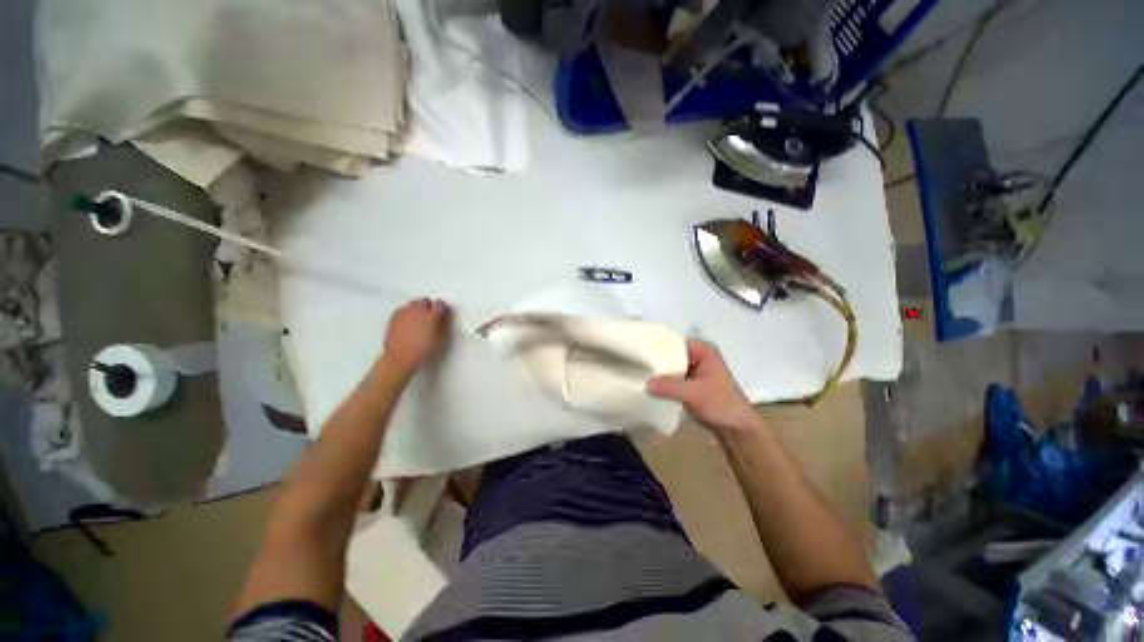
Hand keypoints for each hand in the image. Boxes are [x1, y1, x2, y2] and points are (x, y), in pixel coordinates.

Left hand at [381, 298, 450, 377]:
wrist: (399, 358)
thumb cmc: (423, 351)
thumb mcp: (440, 339)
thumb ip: (443, 324)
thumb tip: (444, 316)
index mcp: (431, 316)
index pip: (440, 304)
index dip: (442, 309)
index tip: (443, 315)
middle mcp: (417, 311)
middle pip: (425, 300)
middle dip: (429, 306)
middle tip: (430, 317)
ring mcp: (404, 312)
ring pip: (413, 304)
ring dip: (418, 308)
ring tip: (418, 319)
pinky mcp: (394, 317)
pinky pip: (403, 309)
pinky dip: (407, 313)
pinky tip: (408, 322)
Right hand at [647, 339, 760, 435]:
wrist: (737, 429)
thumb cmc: (721, 405)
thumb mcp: (694, 394)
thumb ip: (669, 386)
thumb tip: (645, 384)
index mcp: (702, 350)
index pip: (673, 341)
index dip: (655, 345)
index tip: (637, 350)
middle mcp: (697, 355)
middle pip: (669, 352)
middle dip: (654, 359)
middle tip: (635, 363)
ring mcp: (693, 368)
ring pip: (669, 365)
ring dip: (657, 371)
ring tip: (638, 372)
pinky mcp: (689, 382)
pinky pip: (671, 376)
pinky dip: (662, 380)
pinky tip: (647, 383)